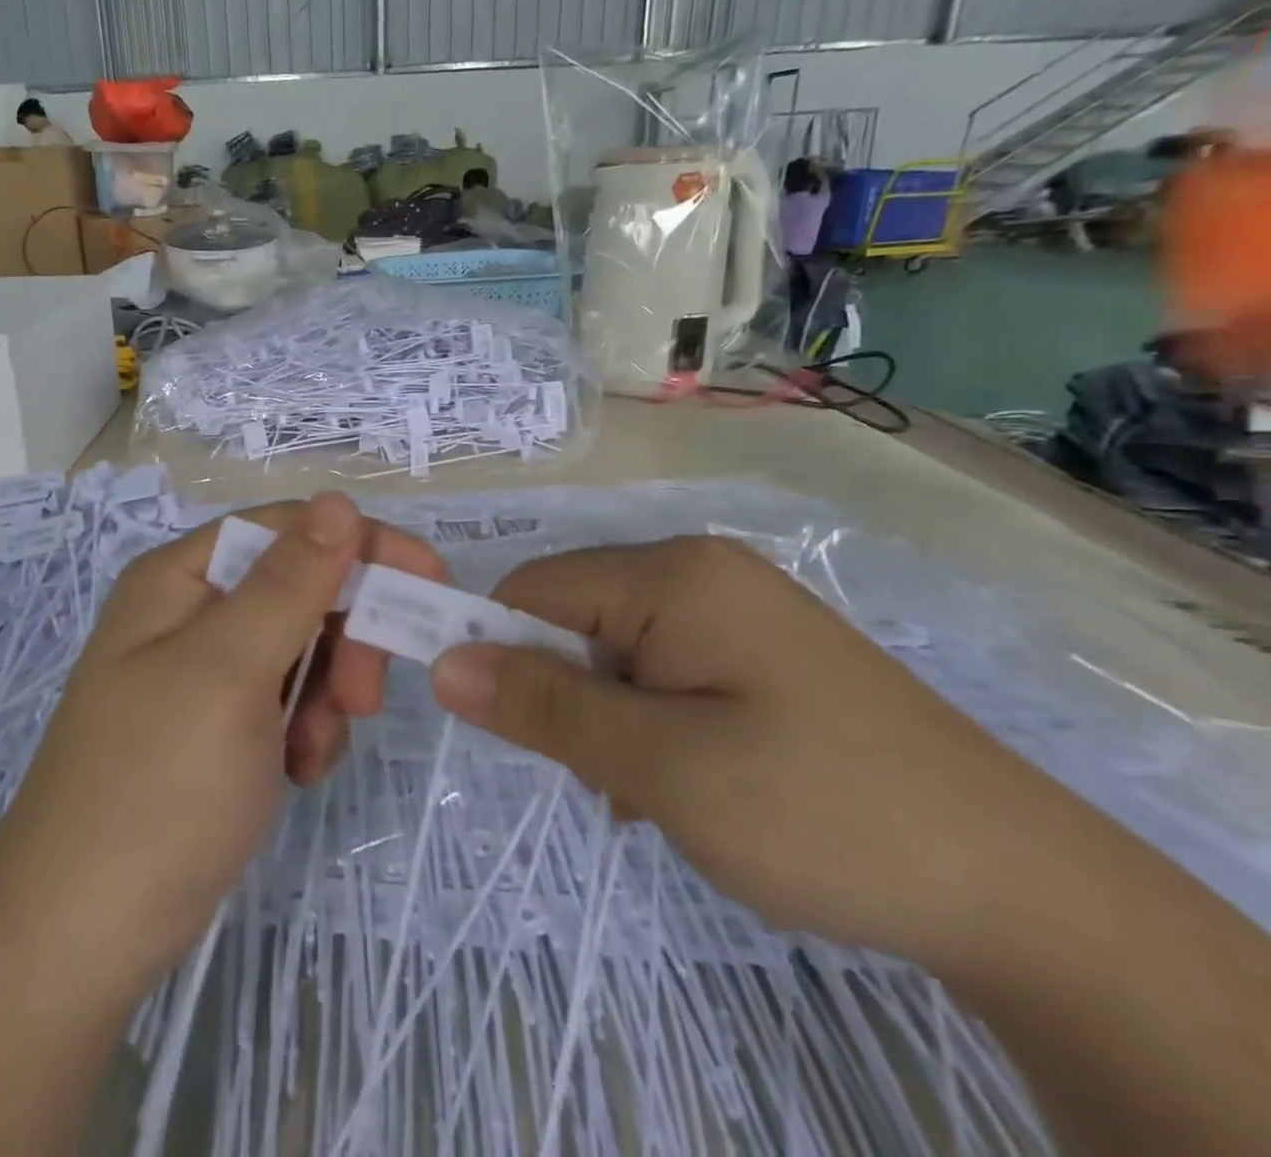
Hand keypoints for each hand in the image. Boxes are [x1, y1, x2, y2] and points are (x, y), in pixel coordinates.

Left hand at [0, 494, 444, 995]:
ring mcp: (202, 673)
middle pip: (299, 588)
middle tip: (362, 697)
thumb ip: (290, 582)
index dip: (359, 545)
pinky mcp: (217, 727)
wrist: (80, 941)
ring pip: (302, 648)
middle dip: (344, 636)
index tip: (429, 581)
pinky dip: (306, 729)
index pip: (288, 529)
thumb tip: (338, 500)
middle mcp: (189, 613)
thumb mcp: (229, 671)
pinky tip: (296, 773)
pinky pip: (287, 700)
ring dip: (328, 692)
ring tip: (314, 749)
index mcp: (180, 579)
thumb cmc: (156, 789)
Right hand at [428, 537, 1086, 970]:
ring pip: (614, 654)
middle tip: (605, 779)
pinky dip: (648, 725)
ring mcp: (735, 612)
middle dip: (564, 697)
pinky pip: (663, 672)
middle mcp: (699, 573)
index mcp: (672, 574)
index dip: (494, 648)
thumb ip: (545, 707)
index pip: (533, 589)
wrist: (1025, 892)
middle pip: (573, 619)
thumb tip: (441, 664)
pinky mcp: (759, 655)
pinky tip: (687, 786)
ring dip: (606, 720)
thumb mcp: (662, 765)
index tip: (492, 724)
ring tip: (651, 795)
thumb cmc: (821, 812)